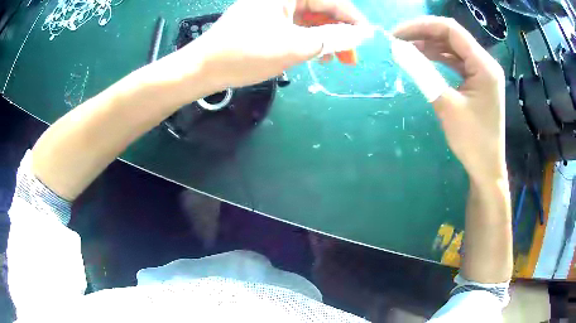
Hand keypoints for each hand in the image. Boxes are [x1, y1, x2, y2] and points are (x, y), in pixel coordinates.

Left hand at [181, 0, 366, 91]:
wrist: (203, 70)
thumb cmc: (246, 53)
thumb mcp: (294, 46)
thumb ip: (331, 38)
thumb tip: (360, 34)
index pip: (330, 0)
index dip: (351, 18)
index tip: (366, 38)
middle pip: (320, 9)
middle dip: (339, 32)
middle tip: (350, 57)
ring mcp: (270, 10)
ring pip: (308, 20)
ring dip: (324, 38)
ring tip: (334, 60)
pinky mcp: (264, 23)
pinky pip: (294, 27)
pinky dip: (307, 40)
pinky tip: (314, 54)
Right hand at [393, 17, 506, 183]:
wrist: (486, 168)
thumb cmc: (472, 141)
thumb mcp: (446, 105)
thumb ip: (423, 73)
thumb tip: (397, 49)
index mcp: (484, 65)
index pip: (451, 30)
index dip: (422, 26)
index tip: (397, 34)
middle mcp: (485, 63)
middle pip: (452, 36)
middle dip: (424, 34)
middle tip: (398, 40)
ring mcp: (482, 72)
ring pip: (453, 47)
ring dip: (429, 45)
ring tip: (406, 48)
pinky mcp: (477, 81)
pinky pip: (456, 61)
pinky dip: (438, 58)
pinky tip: (423, 59)